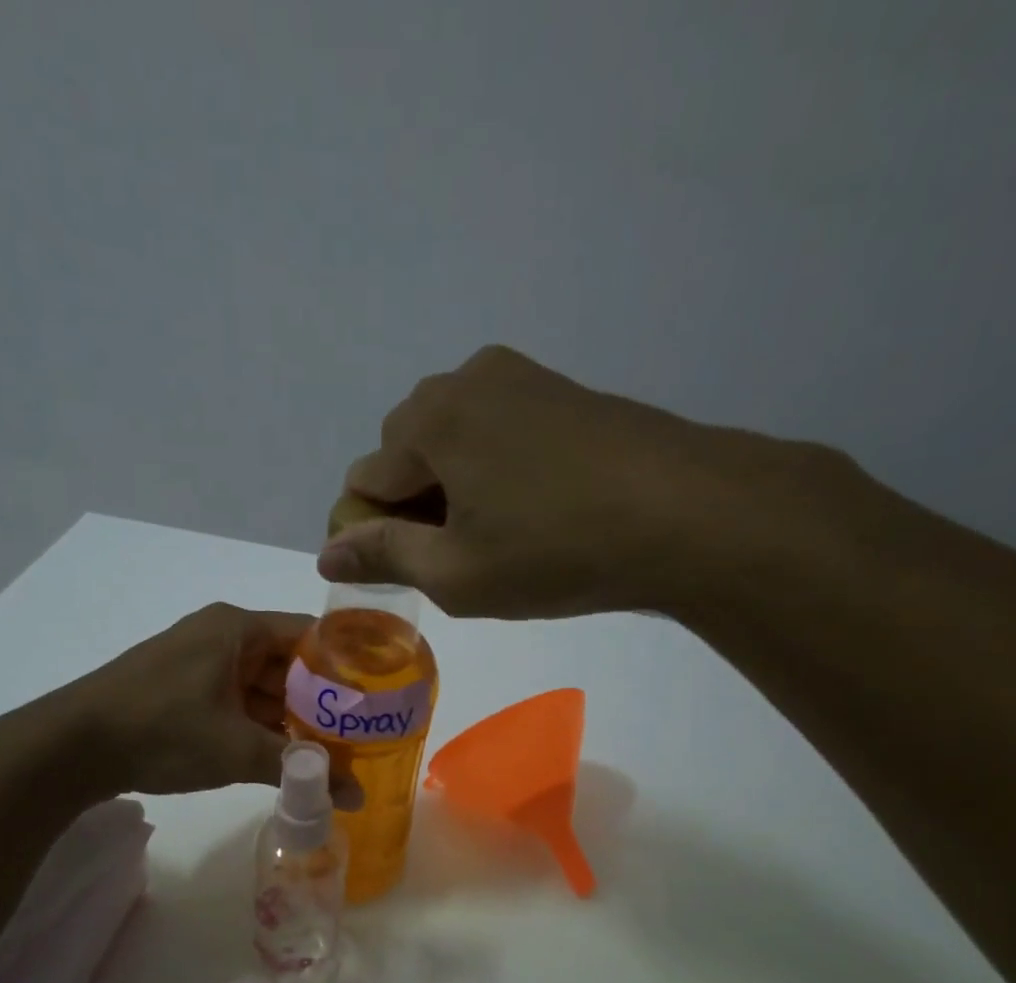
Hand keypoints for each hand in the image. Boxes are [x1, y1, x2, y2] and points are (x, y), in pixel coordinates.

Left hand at [62, 604, 361, 803]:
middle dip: (319, 701)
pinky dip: (257, 724)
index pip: (310, 634)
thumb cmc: (162, 731)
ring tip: (326, 751)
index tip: (376, 698)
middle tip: (357, 735)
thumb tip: (355, 798)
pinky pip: (234, 699)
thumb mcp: (238, 749)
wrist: (70, 747)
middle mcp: (220, 635)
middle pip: (287, 662)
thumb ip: (301, 769)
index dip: (346, 665)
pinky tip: (279, 754)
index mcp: (237, 628)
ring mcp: (196, 661)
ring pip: (260, 685)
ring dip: (288, 717)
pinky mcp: (180, 688)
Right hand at [319, 344, 853, 621]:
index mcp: (430, 421)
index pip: (364, 479)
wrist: (688, 513)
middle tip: (458, 555)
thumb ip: (383, 555)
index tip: (407, 570)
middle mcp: (464, 381)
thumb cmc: (557, 550)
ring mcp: (519, 377)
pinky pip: (495, 429)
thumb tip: (327, 553)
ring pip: (452, 439)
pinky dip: (492, 468)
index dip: (371, 531)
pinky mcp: (560, 389)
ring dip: (454, 486)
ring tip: (498, 534)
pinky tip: (532, 507)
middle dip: (414, 503)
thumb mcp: (458, 572)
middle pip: (405, 451)